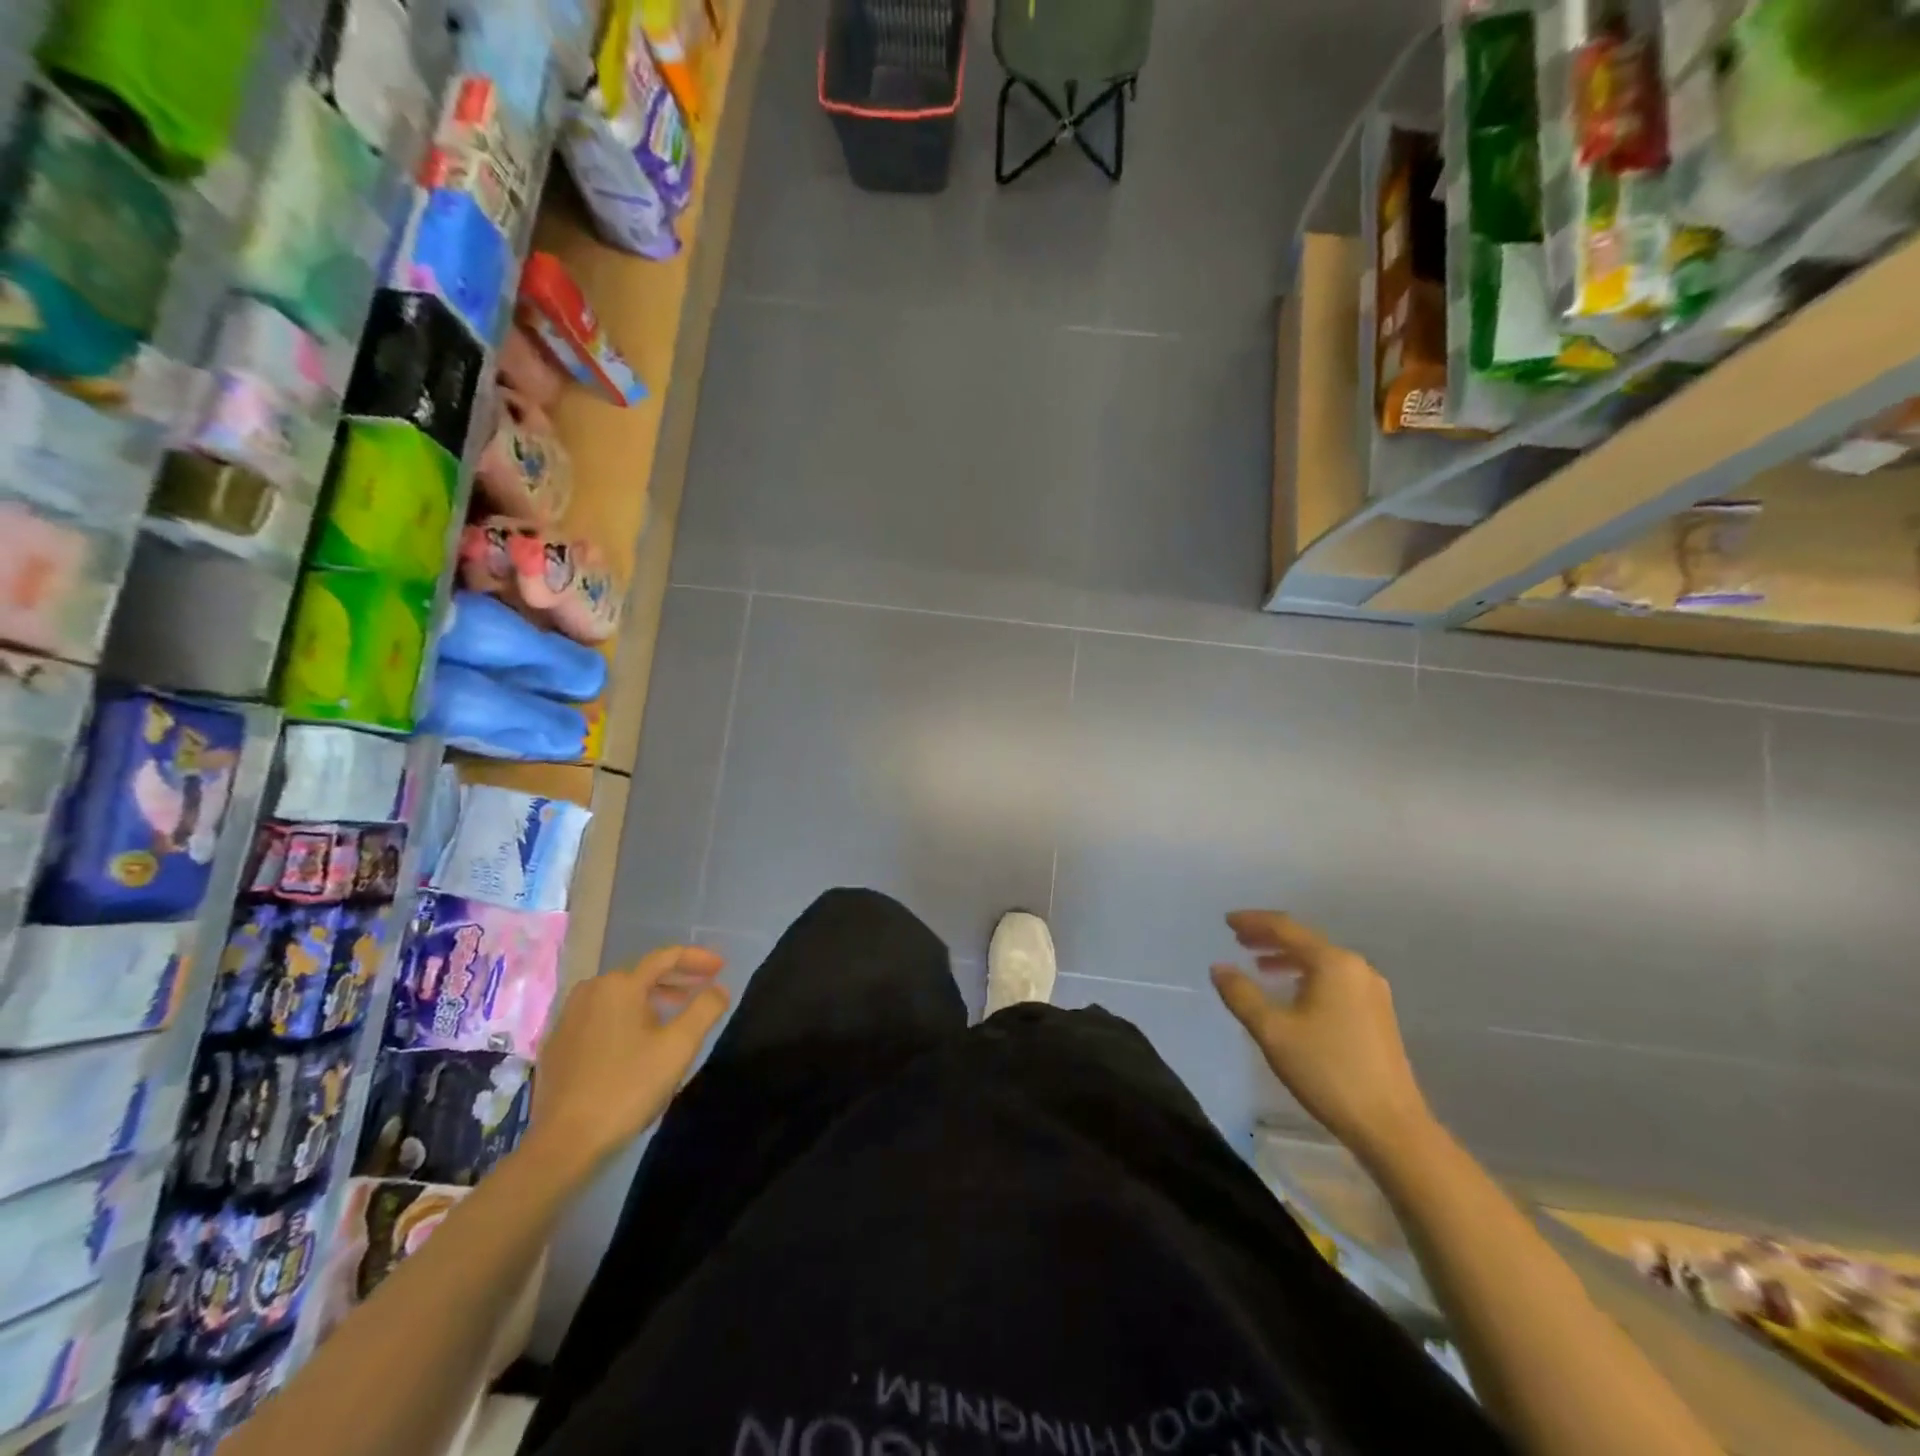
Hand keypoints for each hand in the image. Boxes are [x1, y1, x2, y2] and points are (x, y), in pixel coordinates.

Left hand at [523, 946, 729, 1179]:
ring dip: (651, 999)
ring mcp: (567, 1017)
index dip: (698, 959)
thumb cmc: (627, 1088)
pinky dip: (624, 1018)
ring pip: (619, 997)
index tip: (721, 968)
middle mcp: (590, 991)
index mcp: (619, 985)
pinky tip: (636, 1042)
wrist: (565, 1143)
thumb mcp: (679, 1047)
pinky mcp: (556, 1044)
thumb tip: (719, 988)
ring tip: (673, 1016)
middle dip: (675, 980)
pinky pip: (599, 1017)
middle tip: (702, 990)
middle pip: (641, 975)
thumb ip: (705, 1009)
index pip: (666, 958)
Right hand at [1211, 911, 1435, 1165]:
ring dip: (1288, 959)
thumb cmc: (1328, 1071)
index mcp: (1332, 963)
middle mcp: (1356, 968)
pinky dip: (1307, 976)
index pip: (1285, 928)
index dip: (1253, 922)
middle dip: (1269, 939)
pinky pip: (1334, 980)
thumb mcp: (1273, 1032)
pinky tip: (1293, 995)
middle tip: (1239, 940)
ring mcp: (1372, 991)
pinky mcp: (1378, 1014)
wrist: (1391, 1126)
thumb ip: (1242, 994)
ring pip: (1321, 962)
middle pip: (1305, 941)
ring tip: (1260, 967)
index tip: (1226, 921)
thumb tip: (1219, 967)